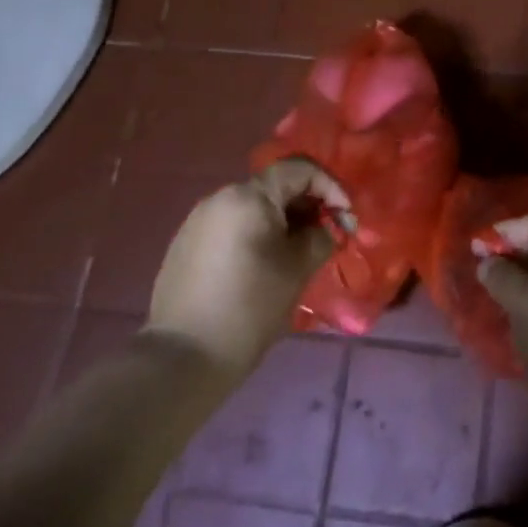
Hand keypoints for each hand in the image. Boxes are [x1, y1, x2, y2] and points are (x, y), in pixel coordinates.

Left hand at [148, 157, 350, 374]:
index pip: (300, 169)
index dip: (330, 187)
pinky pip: (232, 225)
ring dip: (282, 221)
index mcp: (249, 196)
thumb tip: (326, 227)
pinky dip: (256, 234)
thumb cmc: (249, 307)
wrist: (182, 357)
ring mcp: (198, 219)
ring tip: (296, 254)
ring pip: (253, 206)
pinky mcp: (186, 243)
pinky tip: (262, 266)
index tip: (345, 218)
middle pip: (275, 186)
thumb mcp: (297, 269)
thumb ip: (320, 237)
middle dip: (307, 206)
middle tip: (325, 237)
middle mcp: (221, 196)